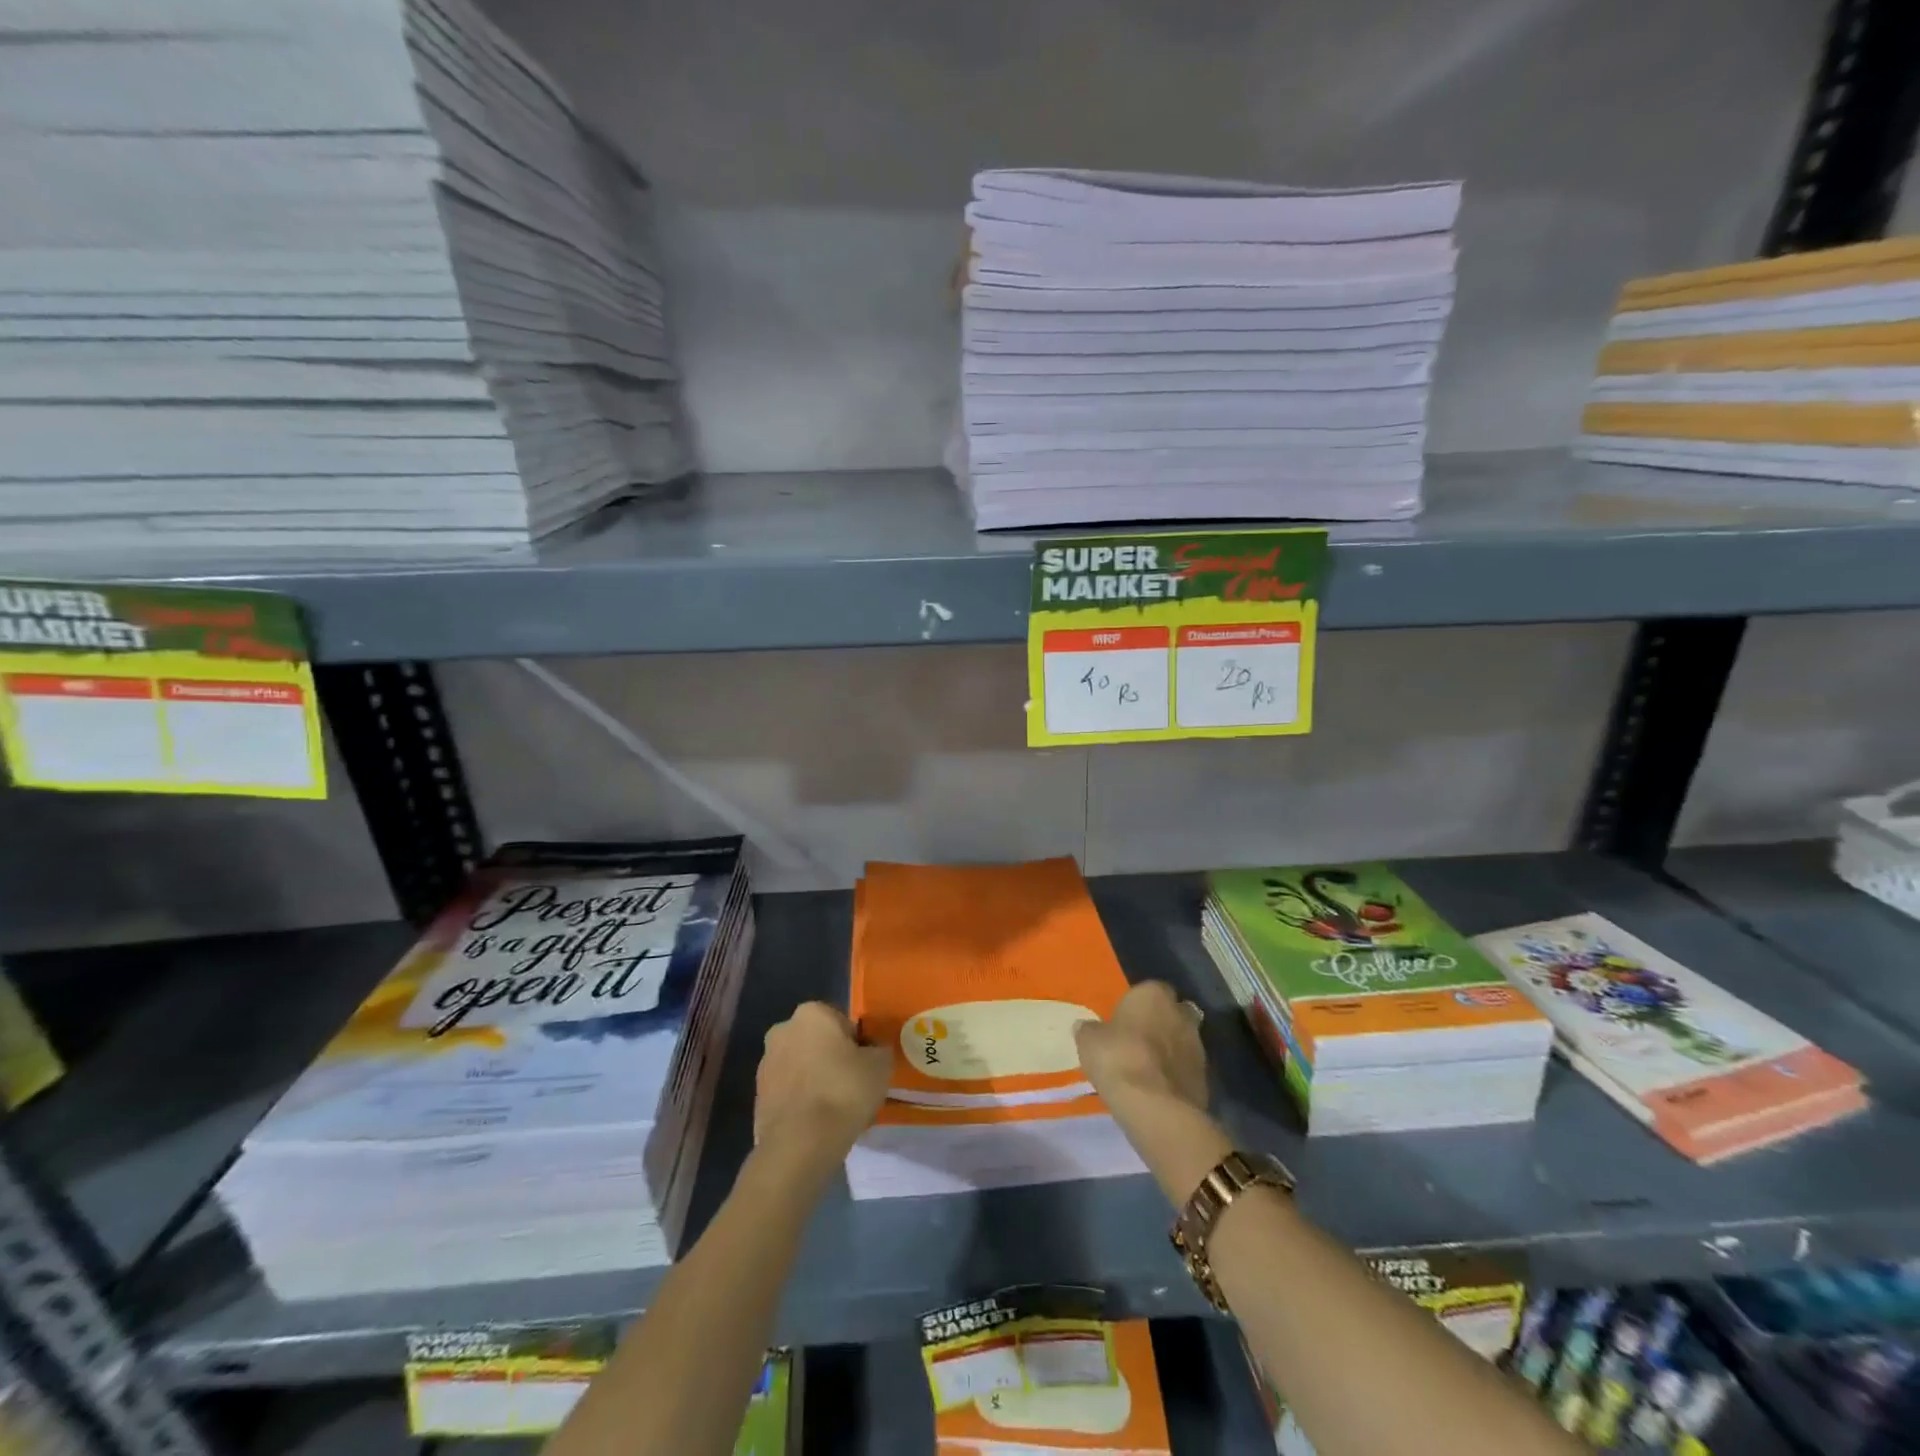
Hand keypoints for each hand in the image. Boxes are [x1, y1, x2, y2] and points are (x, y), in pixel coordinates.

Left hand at [754, 1002, 892, 1164]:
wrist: (800, 1144)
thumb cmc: (844, 1091)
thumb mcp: (881, 1065)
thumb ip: (878, 1049)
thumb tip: (873, 1051)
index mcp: (812, 1013)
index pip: (843, 1023)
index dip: (858, 1045)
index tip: (866, 1068)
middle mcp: (783, 1030)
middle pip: (818, 1043)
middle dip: (832, 1060)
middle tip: (851, 1087)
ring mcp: (766, 1064)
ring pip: (801, 1068)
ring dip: (815, 1081)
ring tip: (835, 1110)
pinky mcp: (758, 1097)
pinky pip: (789, 1093)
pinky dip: (802, 1102)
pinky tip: (817, 1124)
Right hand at [1074, 981, 1208, 1115]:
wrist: (1155, 1106)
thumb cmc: (1118, 1059)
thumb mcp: (1089, 1041)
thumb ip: (1090, 1030)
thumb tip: (1085, 1026)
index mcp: (1153, 994)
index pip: (1148, 989)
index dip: (1137, 1004)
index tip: (1123, 1020)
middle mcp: (1181, 1013)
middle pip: (1172, 1012)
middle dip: (1160, 1023)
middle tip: (1139, 1041)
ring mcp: (1198, 1045)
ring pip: (1182, 1040)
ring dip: (1170, 1050)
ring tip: (1147, 1069)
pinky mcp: (1206, 1077)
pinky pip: (1186, 1069)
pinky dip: (1176, 1075)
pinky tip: (1158, 1088)